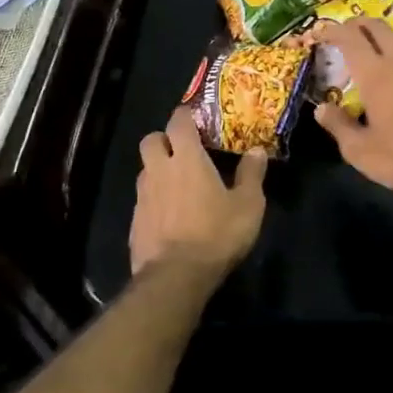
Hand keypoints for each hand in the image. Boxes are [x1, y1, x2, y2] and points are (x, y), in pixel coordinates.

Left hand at [129, 107, 267, 278]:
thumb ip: (252, 174)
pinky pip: (143, 200)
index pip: (178, 122)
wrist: (175, 277)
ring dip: (158, 170)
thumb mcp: (248, 205)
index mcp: (187, 159)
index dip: (185, 115)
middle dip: (164, 139)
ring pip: (145, 170)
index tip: (195, 117)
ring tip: (178, 185)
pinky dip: (154, 200)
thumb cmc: (216, 234)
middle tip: (182, 150)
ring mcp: (142, 197)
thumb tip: (257, 151)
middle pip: (151, 140)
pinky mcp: (135, 223)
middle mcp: (159, 171)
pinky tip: (170, 216)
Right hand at [312, 18, 392, 189]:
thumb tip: (321, 109)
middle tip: (345, 33)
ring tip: (373, 49)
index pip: (349, 37)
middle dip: (357, 24)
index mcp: (375, 73)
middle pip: (377, 26)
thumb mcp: (360, 150)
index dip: (332, 30)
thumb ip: (338, 126)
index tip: (320, 32)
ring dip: (383, 35)